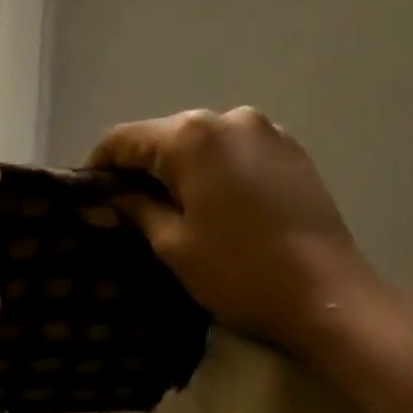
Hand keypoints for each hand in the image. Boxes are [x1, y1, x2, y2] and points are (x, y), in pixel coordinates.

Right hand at [89, 107, 381, 362]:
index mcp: (192, 136)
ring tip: (172, 211)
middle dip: (141, 169)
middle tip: (126, 210)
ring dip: (180, 170)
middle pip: (165, 136)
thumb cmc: (238, 272)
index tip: (86, 196)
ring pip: (203, 144)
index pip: (124, 139)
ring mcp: (267, 131)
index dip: (98, 166)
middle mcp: (230, 118)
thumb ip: (135, 209)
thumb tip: (106, 196)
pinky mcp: (293, 151)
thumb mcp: (173, 245)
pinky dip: (216, 172)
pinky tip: (216, 207)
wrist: (326, 294)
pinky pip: (236, 153)